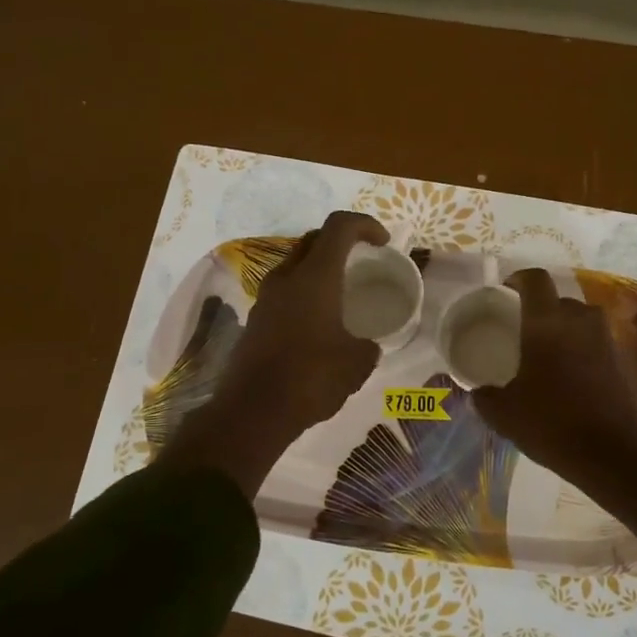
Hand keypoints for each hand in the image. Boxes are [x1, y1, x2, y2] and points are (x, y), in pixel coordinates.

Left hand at [161, 211, 387, 496]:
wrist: (253, 411)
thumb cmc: (311, 378)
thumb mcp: (357, 363)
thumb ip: (368, 345)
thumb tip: (366, 345)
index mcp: (315, 276)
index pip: (340, 226)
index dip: (365, 225)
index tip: (383, 243)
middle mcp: (286, 278)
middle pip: (314, 239)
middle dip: (341, 242)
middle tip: (362, 260)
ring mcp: (265, 298)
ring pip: (295, 265)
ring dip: (319, 268)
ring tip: (342, 292)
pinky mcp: (255, 320)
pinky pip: (284, 291)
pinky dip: (304, 292)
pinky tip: (319, 322)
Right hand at [472, 269, 636, 475]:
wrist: (617, 452)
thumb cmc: (553, 423)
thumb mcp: (504, 414)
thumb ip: (486, 397)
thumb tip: (479, 392)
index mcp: (546, 322)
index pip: (535, 279)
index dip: (518, 279)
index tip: (506, 291)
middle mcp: (580, 321)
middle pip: (559, 300)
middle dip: (542, 310)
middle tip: (525, 332)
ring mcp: (607, 339)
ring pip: (581, 322)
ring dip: (565, 331)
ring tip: (548, 356)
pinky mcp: (625, 361)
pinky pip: (597, 345)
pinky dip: (583, 353)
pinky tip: (571, 380)